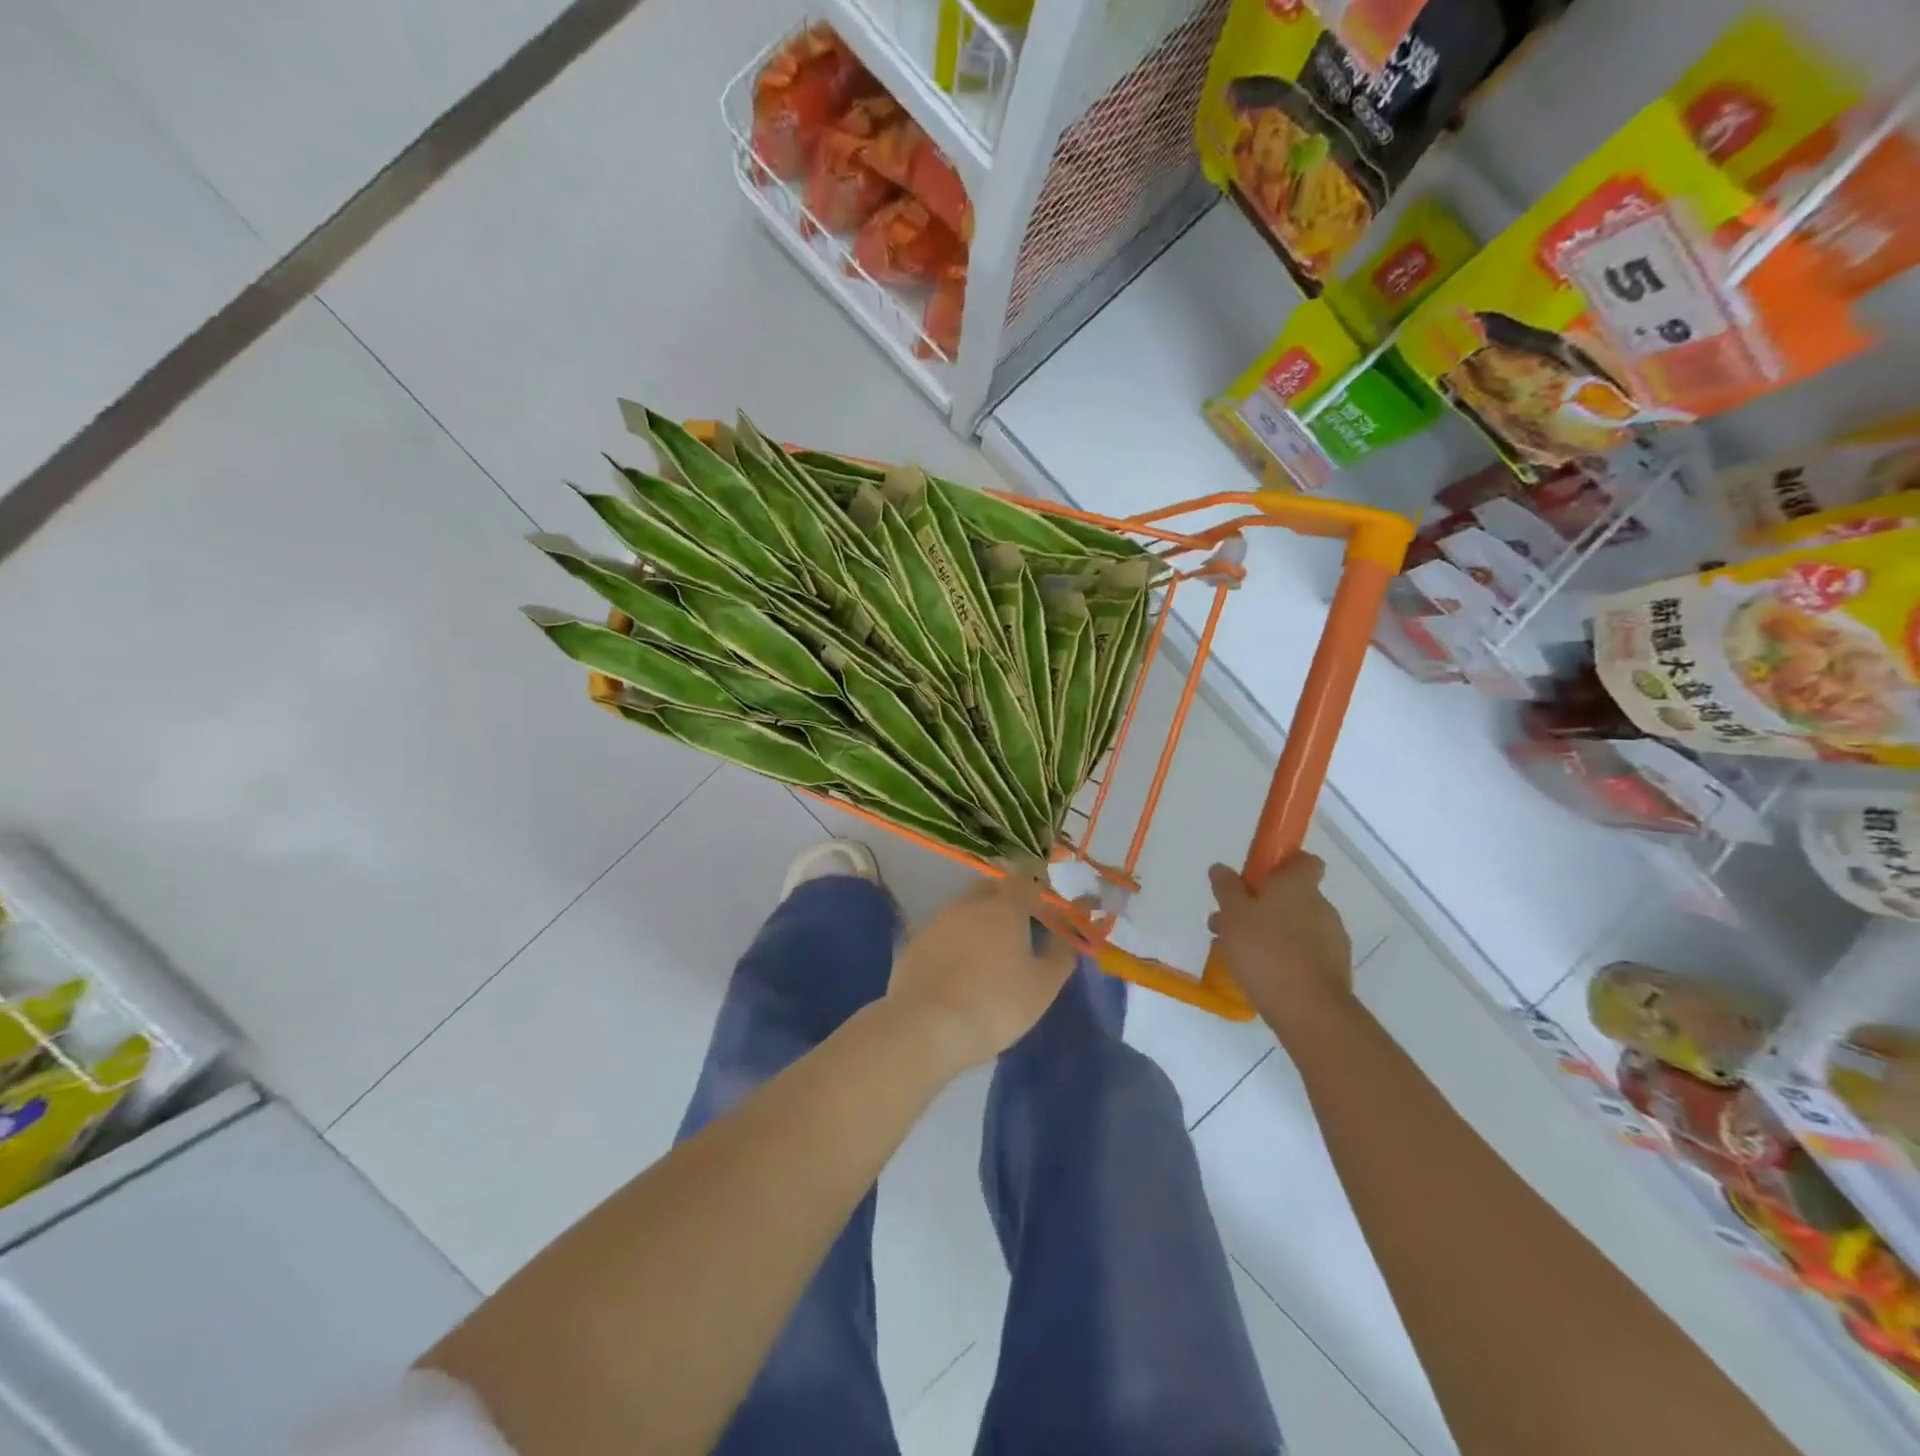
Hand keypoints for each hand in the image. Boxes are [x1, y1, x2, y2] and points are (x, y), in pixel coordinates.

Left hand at [888, 876, 1077, 1069]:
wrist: (928, 1025)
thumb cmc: (997, 1003)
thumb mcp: (1043, 985)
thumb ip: (1060, 954)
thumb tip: (1066, 936)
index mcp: (1004, 906)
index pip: (1025, 882)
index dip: (1038, 895)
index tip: (1046, 915)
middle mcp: (968, 903)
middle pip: (990, 890)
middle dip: (1006, 902)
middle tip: (1018, 931)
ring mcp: (937, 921)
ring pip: (964, 911)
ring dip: (978, 924)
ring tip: (987, 956)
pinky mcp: (914, 944)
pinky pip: (942, 935)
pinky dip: (953, 945)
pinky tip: (957, 972)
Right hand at [1208, 855, 1354, 1034]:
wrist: (1309, 1011)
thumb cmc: (1266, 952)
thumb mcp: (1233, 915)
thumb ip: (1227, 889)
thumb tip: (1221, 868)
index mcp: (1298, 886)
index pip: (1304, 861)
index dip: (1283, 865)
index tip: (1258, 878)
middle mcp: (1321, 907)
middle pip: (1293, 896)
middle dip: (1263, 905)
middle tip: (1232, 924)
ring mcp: (1333, 939)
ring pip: (1297, 926)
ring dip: (1272, 933)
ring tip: (1240, 954)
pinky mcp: (1335, 970)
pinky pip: (1306, 953)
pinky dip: (1286, 957)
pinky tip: (1263, 974)